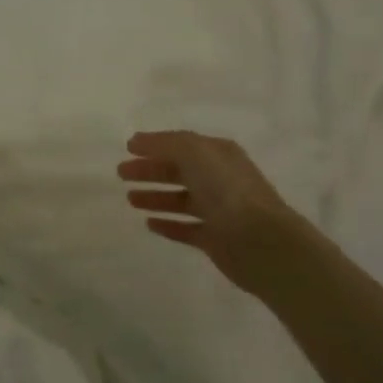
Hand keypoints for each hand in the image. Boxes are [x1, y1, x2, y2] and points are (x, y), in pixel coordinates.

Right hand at [118, 131, 319, 294]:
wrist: (261, 241)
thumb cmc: (226, 189)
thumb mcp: (194, 152)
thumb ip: (165, 143)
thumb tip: (137, 141)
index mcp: (218, 155)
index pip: (181, 145)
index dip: (154, 145)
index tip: (127, 148)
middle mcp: (219, 179)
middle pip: (178, 171)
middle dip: (150, 170)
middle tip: (121, 174)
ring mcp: (219, 210)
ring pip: (180, 200)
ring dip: (155, 197)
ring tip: (130, 200)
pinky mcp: (216, 239)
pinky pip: (186, 229)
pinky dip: (168, 225)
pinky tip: (149, 224)